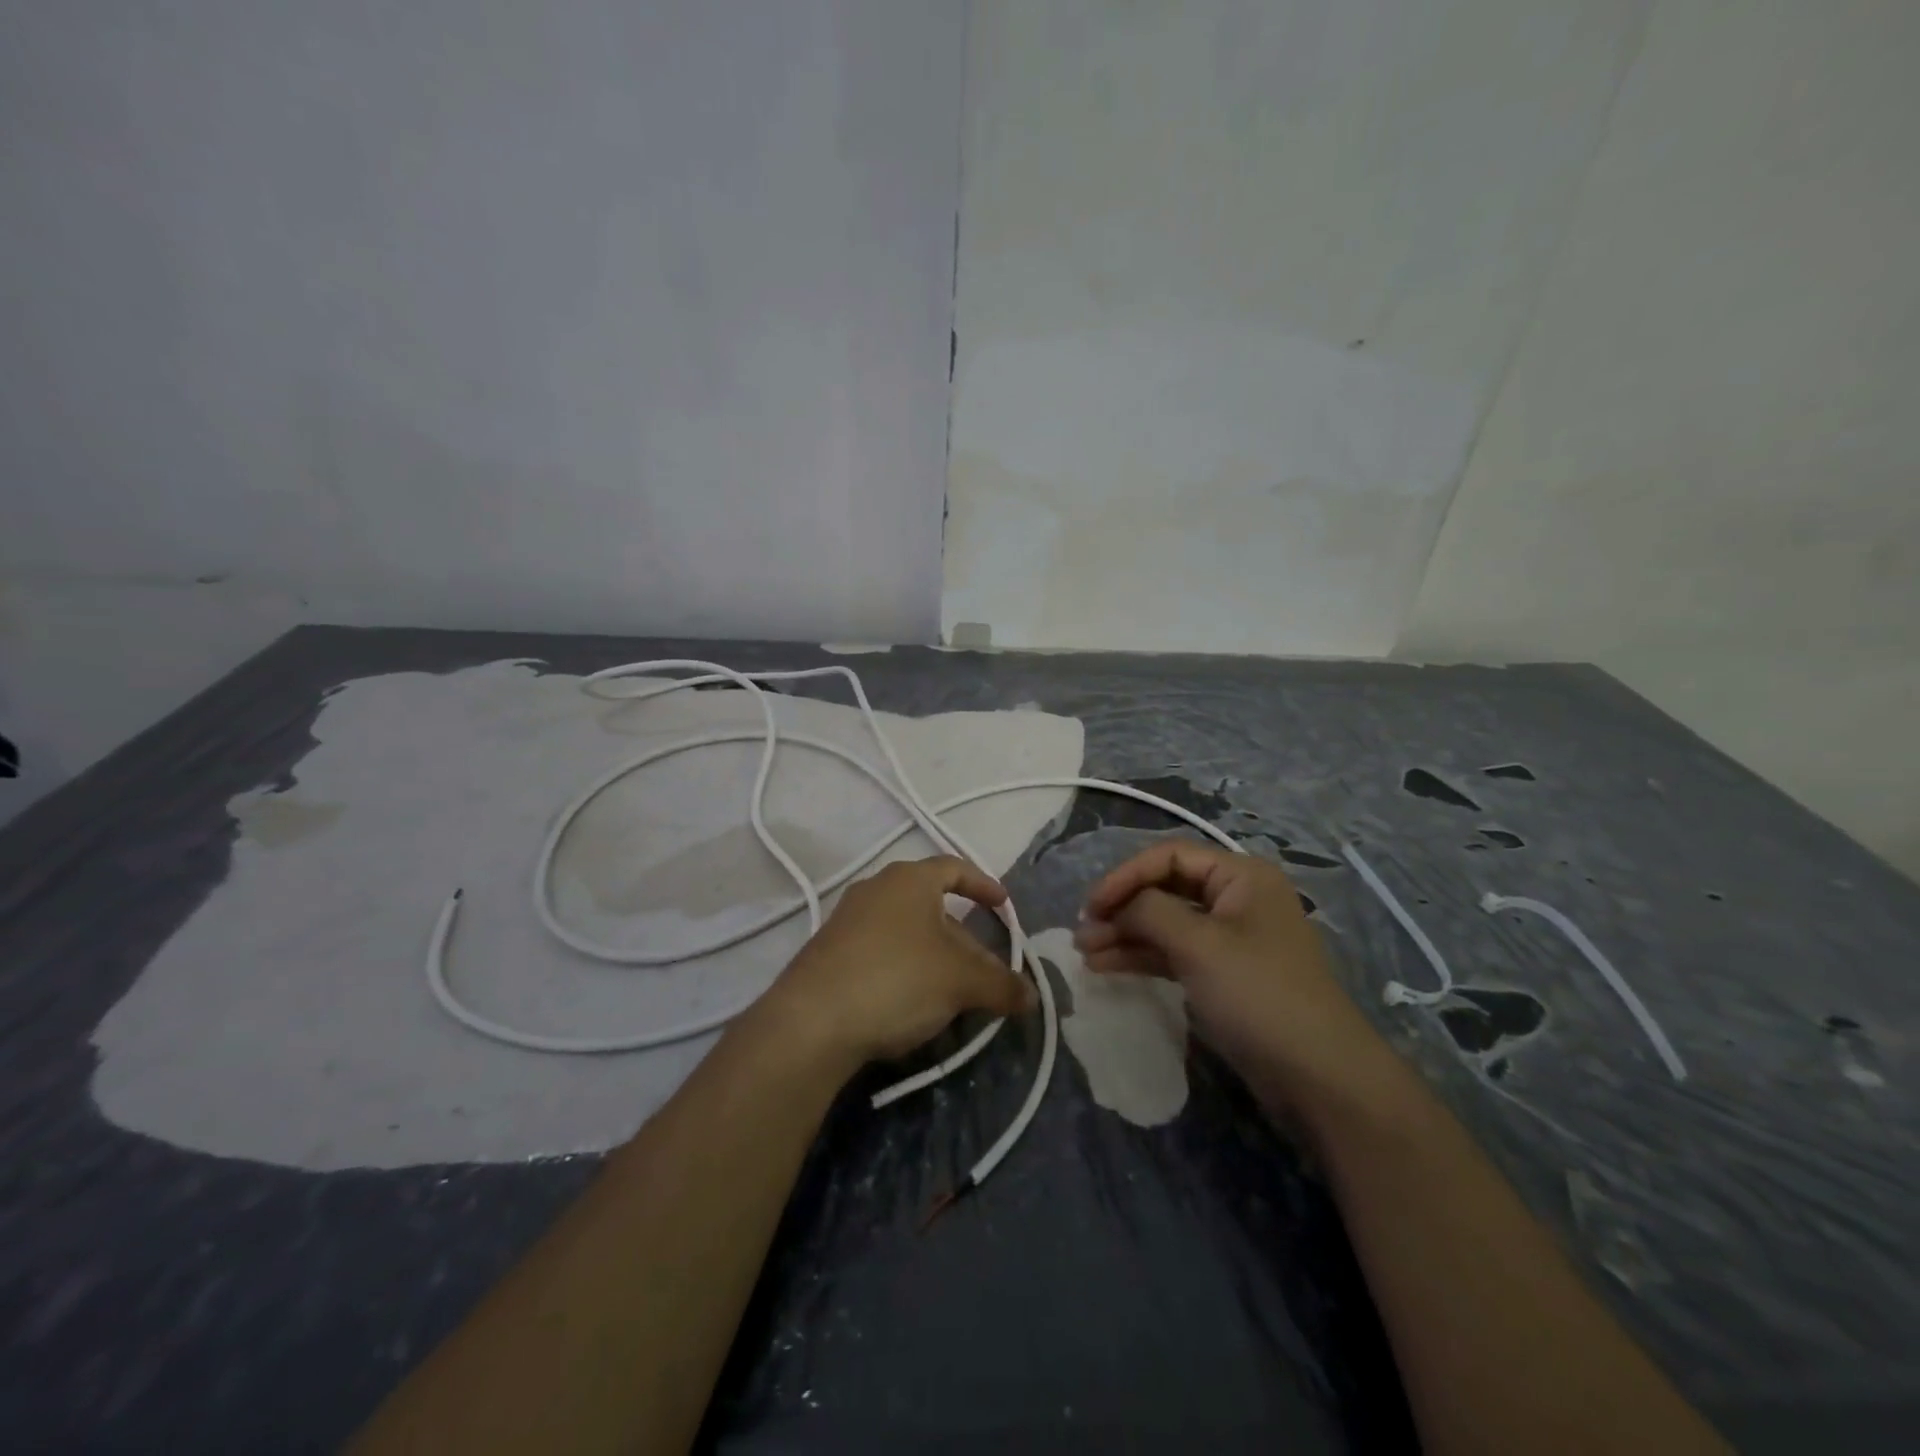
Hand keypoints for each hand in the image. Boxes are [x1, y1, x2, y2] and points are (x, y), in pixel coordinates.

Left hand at [753, 855, 1035, 1067]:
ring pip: (906, 932)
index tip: (1004, 907)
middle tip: (984, 971)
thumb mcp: (961, 982)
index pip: (955, 868)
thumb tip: (1032, 996)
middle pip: (932, 906)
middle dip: (964, 938)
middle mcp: (875, 889)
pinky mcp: (829, 953)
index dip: (984, 885)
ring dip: (935, 958)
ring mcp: (847, 920)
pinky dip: (905, 970)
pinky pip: (880, 952)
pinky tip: (913, 1006)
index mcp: (909, 880)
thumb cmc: (897, 979)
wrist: (811, 1022)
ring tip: (954, 993)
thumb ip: (1001, 985)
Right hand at [1074, 841, 1398, 1113]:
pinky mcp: (1223, 975)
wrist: (1319, 1077)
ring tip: (1085, 954)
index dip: (1125, 876)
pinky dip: (1142, 957)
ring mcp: (1229, 939)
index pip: (1169, 856)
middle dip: (1122, 909)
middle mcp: (1235, 898)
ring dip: (1125, 935)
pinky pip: (1174, 953)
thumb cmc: (1259, 995)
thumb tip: (1118, 906)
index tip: (1091, 906)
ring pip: (1165, 923)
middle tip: (1082, 934)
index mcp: (1240, 876)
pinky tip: (1107, 966)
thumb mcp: (1199, 945)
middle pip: (1165, 889)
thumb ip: (1150, 912)